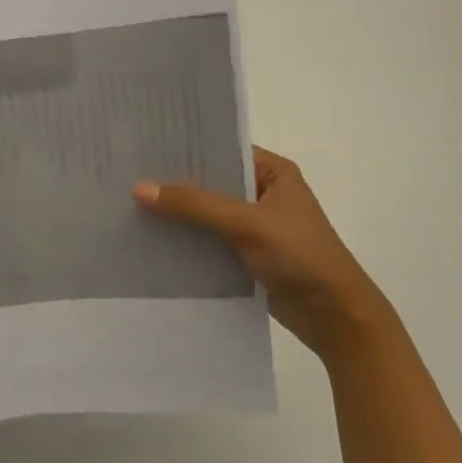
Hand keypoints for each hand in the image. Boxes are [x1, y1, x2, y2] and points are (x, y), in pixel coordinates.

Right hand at [135, 146, 396, 361]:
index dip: (185, 148)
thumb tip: (139, 188)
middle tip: (127, 175)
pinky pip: (207, 240)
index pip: (221, 150)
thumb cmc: (300, 256)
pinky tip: (150, 239)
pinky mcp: (245, 255)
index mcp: (273, 173)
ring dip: (176, 214)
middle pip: (209, 182)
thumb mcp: (246, 223)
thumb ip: (194, 205)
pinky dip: (185, 241)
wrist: (335, 317)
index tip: (144, 145)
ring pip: (205, 213)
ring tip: (128, 205)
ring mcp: (253, 226)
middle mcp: (262, 194)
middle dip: (173, 183)